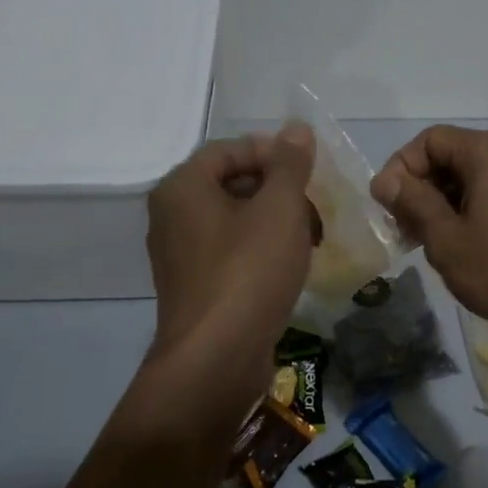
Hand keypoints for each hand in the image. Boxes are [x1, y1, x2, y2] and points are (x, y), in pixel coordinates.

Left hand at [144, 125, 316, 414]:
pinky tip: (292, 265)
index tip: (309, 172)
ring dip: (276, 221)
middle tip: (315, 206)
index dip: (273, 153)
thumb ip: (291, 164)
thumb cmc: (248, 271)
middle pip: (232, 183)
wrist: (216, 359)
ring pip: (236, 219)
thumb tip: (296, 128)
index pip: (230, 149)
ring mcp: (180, 254)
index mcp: (182, 187)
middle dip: (280, 190)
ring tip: (312, 238)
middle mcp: (172, 215)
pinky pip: (232, 251)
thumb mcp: (280, 208)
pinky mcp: (195, 286)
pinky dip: (262, 249)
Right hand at [370, 126, 487, 334]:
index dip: (400, 169)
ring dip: (443, 206)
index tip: (388, 208)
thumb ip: (412, 203)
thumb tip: (385, 180)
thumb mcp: (447, 238)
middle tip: (405, 231)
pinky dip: (470, 213)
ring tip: (431, 245)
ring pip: (472, 179)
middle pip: (451, 157)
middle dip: (421, 190)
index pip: (429, 140)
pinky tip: (465, 249)